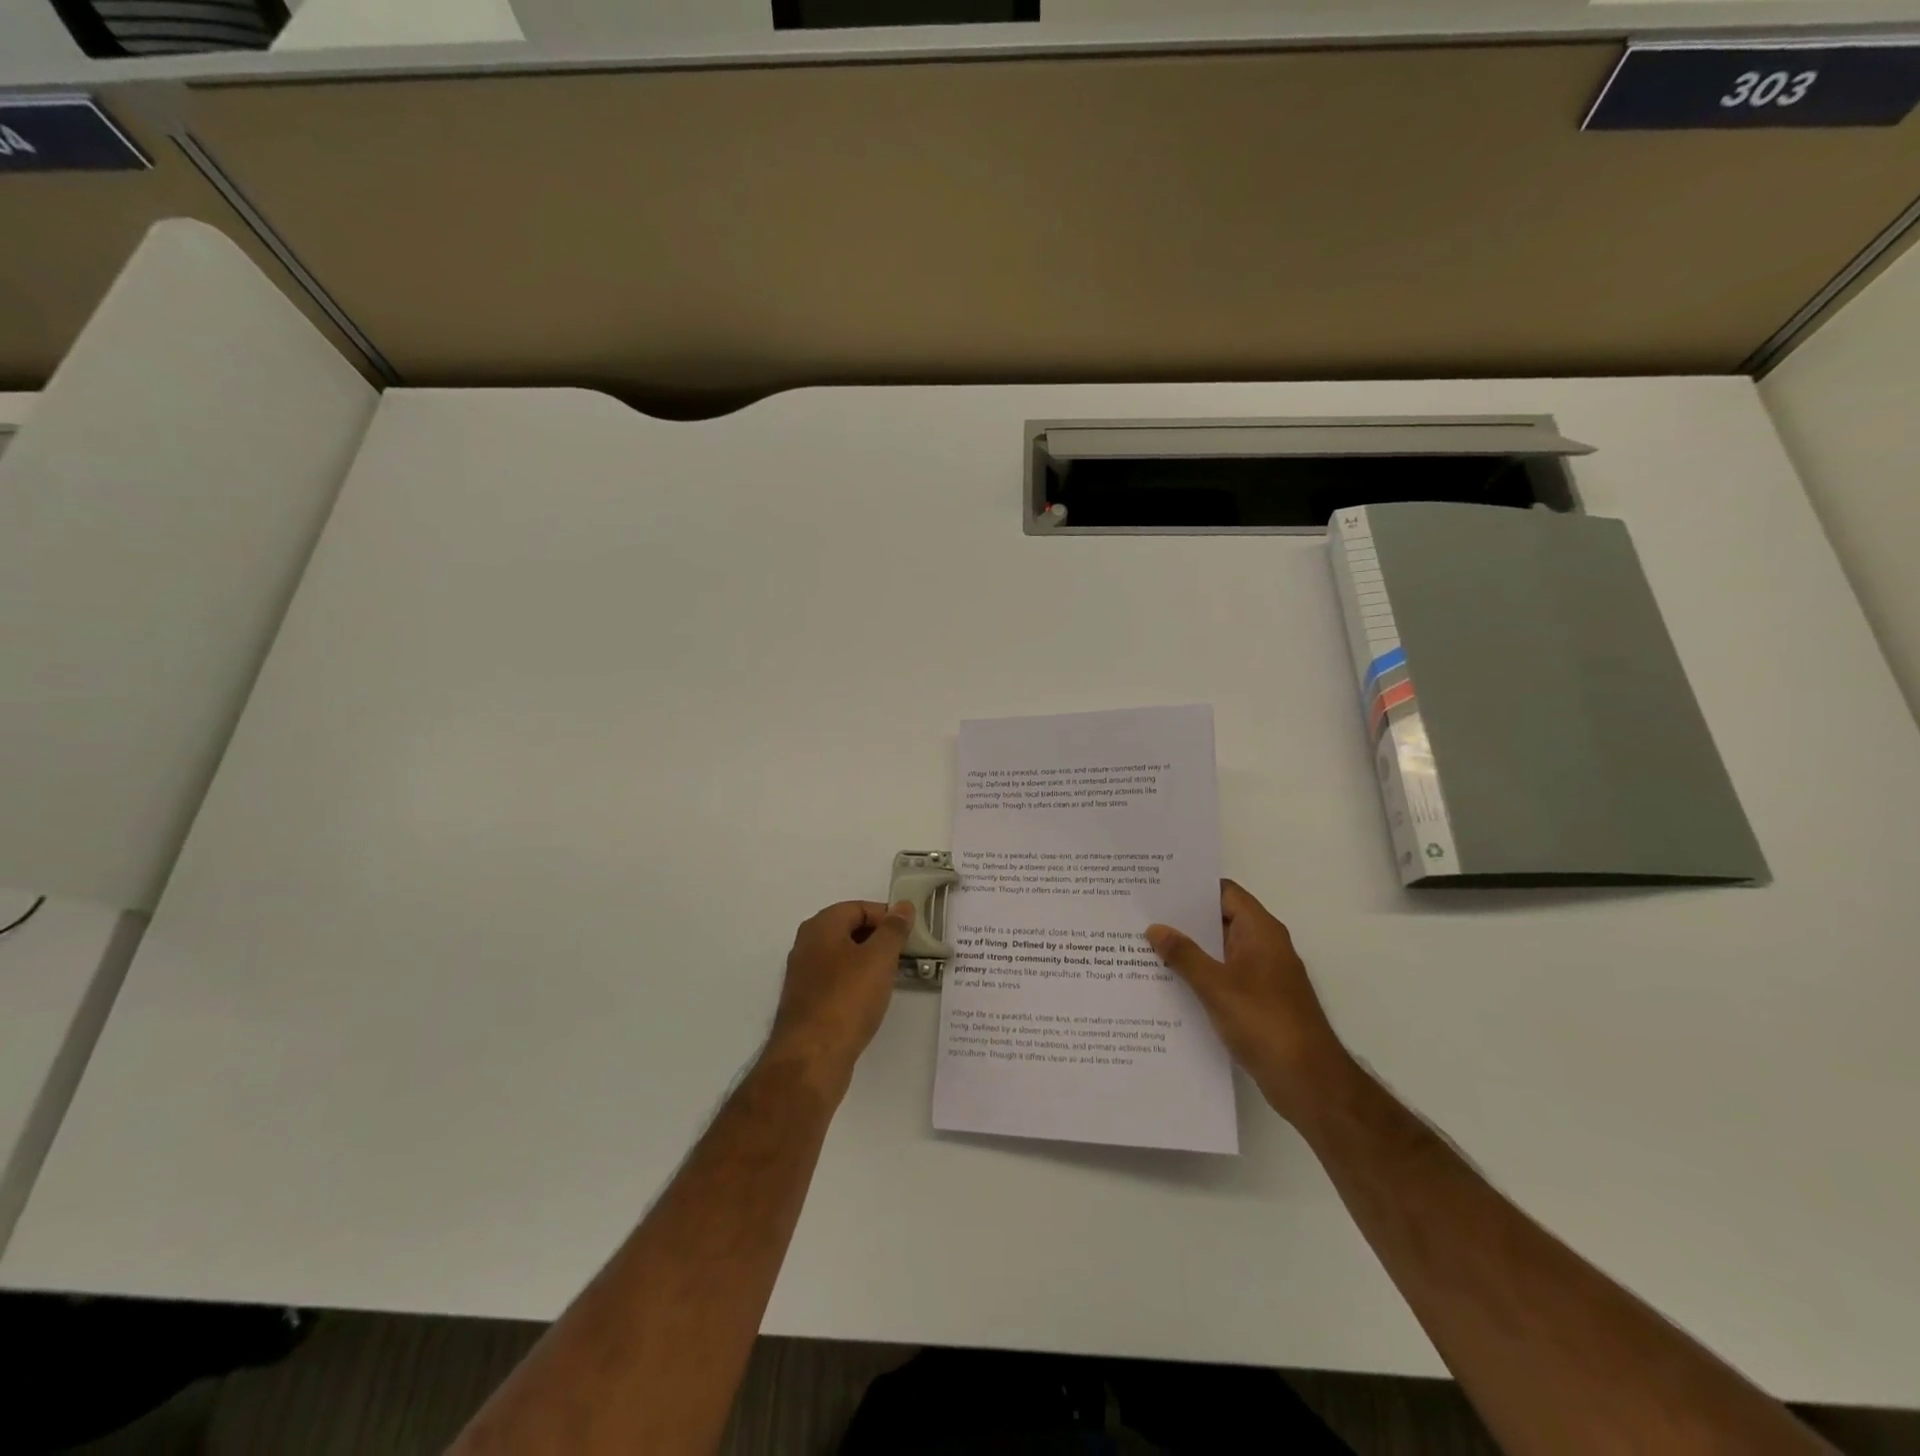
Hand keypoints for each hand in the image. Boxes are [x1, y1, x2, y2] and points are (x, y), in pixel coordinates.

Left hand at [767, 900, 914, 1089]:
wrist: (811, 1058)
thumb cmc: (847, 999)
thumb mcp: (879, 958)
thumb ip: (893, 930)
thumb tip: (902, 906)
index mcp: (821, 927)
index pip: (858, 908)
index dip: (886, 916)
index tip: (910, 934)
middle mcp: (807, 946)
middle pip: (849, 930)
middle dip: (879, 939)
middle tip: (906, 953)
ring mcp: (804, 976)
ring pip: (844, 958)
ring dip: (869, 962)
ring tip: (895, 976)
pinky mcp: (808, 1003)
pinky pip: (838, 981)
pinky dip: (857, 983)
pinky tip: (873, 999)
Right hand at [1147, 880, 1353, 1127]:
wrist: (1308, 1081)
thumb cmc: (1265, 1022)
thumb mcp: (1216, 986)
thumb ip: (1184, 954)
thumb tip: (1155, 927)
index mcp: (1260, 931)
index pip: (1224, 893)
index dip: (1192, 886)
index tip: (1157, 885)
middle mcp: (1264, 946)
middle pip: (1220, 920)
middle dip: (1183, 919)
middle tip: (1141, 914)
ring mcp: (1262, 975)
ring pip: (1219, 951)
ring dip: (1189, 949)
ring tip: (1144, 945)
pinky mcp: (1258, 1002)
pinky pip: (1223, 977)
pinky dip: (1199, 975)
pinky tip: (1168, 982)